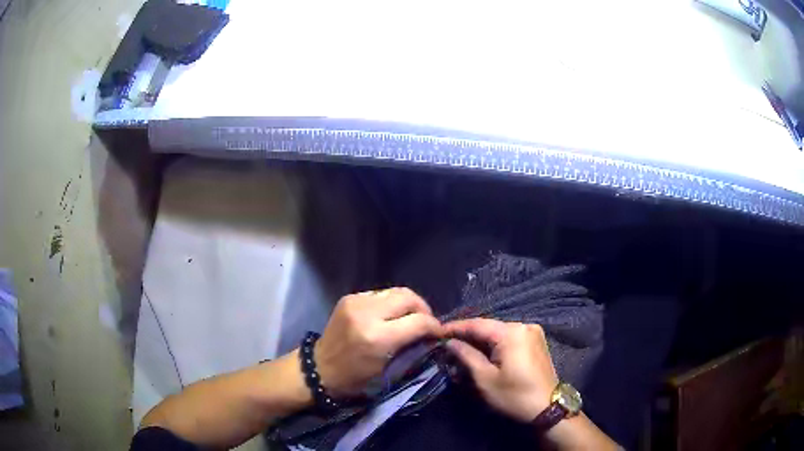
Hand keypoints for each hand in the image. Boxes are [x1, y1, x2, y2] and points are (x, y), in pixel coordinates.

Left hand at [315, 288, 442, 396]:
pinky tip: (390, 315)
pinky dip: (390, 303)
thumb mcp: (388, 369)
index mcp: (378, 337)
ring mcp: (356, 302)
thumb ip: (411, 347)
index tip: (439, 332)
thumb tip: (431, 334)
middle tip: (427, 321)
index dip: (434, 325)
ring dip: (407, 304)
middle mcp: (367, 314)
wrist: (319, 368)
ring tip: (410, 317)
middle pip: (408, 297)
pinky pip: (379, 294)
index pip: (419, 321)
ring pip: (395, 291)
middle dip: (424, 308)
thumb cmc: (355, 377)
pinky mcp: (349, 298)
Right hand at [444, 318, 558, 421]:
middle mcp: (524, 325)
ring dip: (481, 340)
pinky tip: (483, 351)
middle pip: (489, 327)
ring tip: (461, 346)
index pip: (477, 324)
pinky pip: (510, 337)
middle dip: (468, 334)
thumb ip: (466, 356)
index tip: (437, 331)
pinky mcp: (536, 341)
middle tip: (446, 341)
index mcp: (512, 332)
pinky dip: (495, 343)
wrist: (547, 407)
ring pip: (499, 332)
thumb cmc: (514, 395)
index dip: (456, 327)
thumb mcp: (485, 379)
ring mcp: (533, 332)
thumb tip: (450, 342)